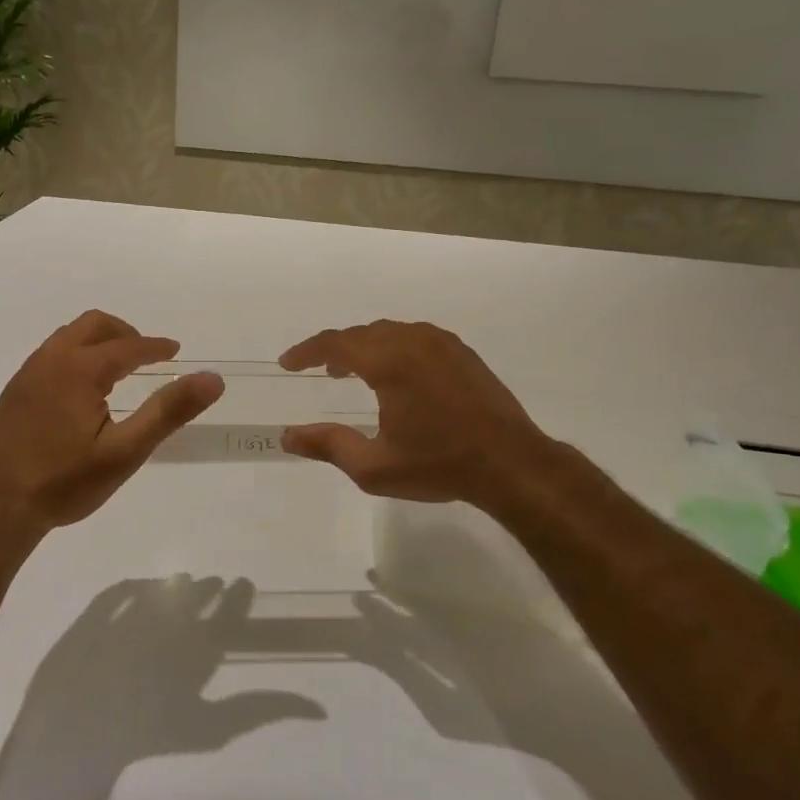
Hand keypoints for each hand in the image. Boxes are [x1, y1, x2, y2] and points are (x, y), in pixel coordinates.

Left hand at [0, 310, 224, 537]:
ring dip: (98, 342)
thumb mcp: (124, 452)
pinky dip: (76, 355)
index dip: (155, 347)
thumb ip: (168, 412)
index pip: (128, 346)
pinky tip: (82, 390)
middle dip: (125, 334)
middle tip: (148, 356)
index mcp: (79, 369)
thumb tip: (212, 379)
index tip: (175, 351)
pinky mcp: (14, 392)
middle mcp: (50, 360)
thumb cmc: (63, 482)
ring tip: (118, 369)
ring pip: (68, 337)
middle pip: (93, 325)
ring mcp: (27, 374)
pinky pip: (51, 355)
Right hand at [278, 320, 571, 517]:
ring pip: (389, 332)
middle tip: (318, 370)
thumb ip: (328, 446)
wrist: (512, 464)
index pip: (335, 343)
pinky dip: (392, 346)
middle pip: (362, 333)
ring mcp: (442, 343)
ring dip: (364, 346)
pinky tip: (395, 373)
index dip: (306, 351)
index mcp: (389, 362)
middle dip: (335, 348)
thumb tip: (288, 436)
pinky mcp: (461, 352)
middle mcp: (413, 341)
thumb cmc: (439, 465)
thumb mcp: (374, 467)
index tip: (287, 363)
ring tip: (351, 371)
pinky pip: (414, 337)